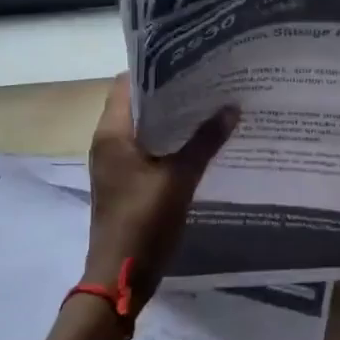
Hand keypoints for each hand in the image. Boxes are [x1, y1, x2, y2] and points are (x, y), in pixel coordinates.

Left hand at [84, 75, 237, 313]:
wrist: (119, 279)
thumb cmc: (144, 222)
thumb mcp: (180, 179)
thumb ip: (205, 142)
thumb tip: (231, 107)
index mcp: (112, 133)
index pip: (127, 83)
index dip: (154, 69)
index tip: (187, 60)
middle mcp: (107, 143)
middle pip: (136, 104)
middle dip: (168, 93)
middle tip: (206, 81)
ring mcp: (114, 165)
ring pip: (142, 129)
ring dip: (169, 119)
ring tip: (207, 106)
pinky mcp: (123, 183)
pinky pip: (144, 150)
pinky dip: (166, 142)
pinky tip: (196, 143)